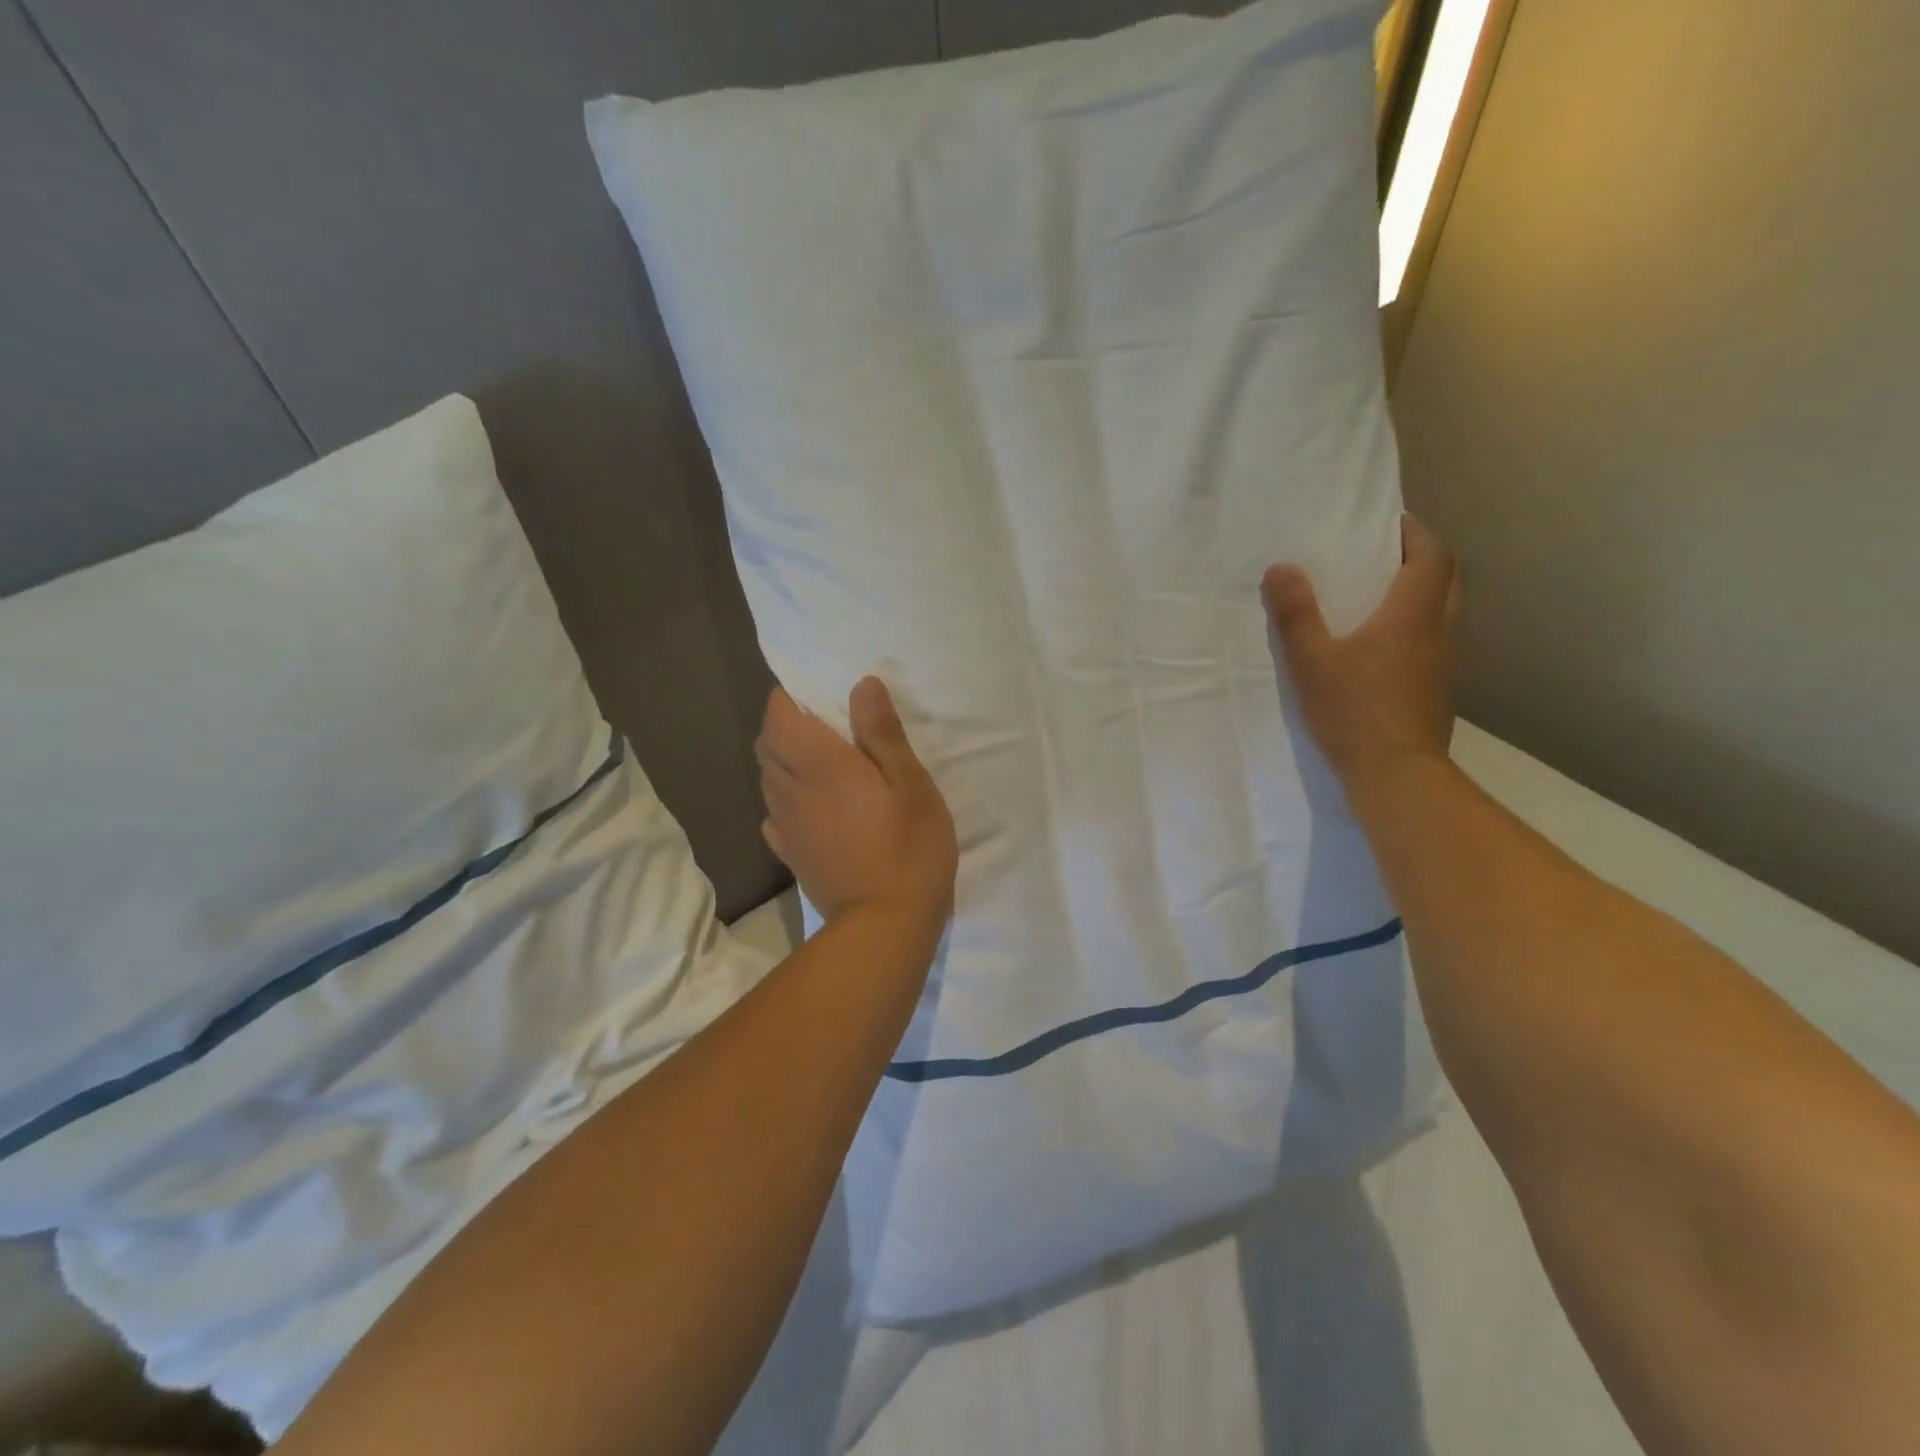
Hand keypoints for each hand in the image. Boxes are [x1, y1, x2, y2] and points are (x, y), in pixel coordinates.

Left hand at [756, 677, 957, 929]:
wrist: (885, 924)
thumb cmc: (909, 847)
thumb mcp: (911, 784)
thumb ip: (882, 733)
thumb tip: (862, 684)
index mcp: (820, 764)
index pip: (778, 717)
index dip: (787, 700)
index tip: (816, 698)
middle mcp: (792, 790)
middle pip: (767, 746)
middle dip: (784, 728)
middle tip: (823, 729)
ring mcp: (786, 826)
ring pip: (767, 780)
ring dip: (783, 763)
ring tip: (819, 766)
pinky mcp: (791, 856)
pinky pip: (773, 816)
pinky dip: (784, 801)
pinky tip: (811, 809)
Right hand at [1263, 515, 1459, 789]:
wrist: (1397, 774)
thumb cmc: (1354, 710)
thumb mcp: (1312, 660)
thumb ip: (1296, 613)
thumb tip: (1281, 567)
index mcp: (1413, 613)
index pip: (1433, 554)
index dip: (1415, 533)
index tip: (1387, 523)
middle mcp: (1438, 630)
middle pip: (1444, 579)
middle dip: (1418, 559)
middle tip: (1380, 555)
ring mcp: (1442, 662)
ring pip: (1440, 611)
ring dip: (1417, 593)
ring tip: (1375, 596)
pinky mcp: (1435, 688)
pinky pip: (1430, 640)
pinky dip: (1412, 627)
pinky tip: (1378, 646)